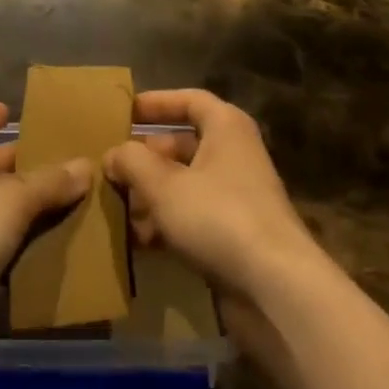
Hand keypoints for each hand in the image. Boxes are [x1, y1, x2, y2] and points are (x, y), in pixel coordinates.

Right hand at [103, 91, 330, 332]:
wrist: (276, 288)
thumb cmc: (219, 217)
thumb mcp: (164, 184)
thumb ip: (132, 162)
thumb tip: (113, 154)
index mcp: (226, 127)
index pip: (189, 100)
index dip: (156, 103)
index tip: (124, 113)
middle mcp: (235, 154)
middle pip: (183, 145)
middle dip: (146, 158)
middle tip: (112, 169)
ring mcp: (238, 196)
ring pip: (186, 184)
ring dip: (152, 194)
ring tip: (118, 209)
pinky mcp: (236, 235)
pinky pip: (194, 217)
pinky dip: (168, 223)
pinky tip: (140, 241)